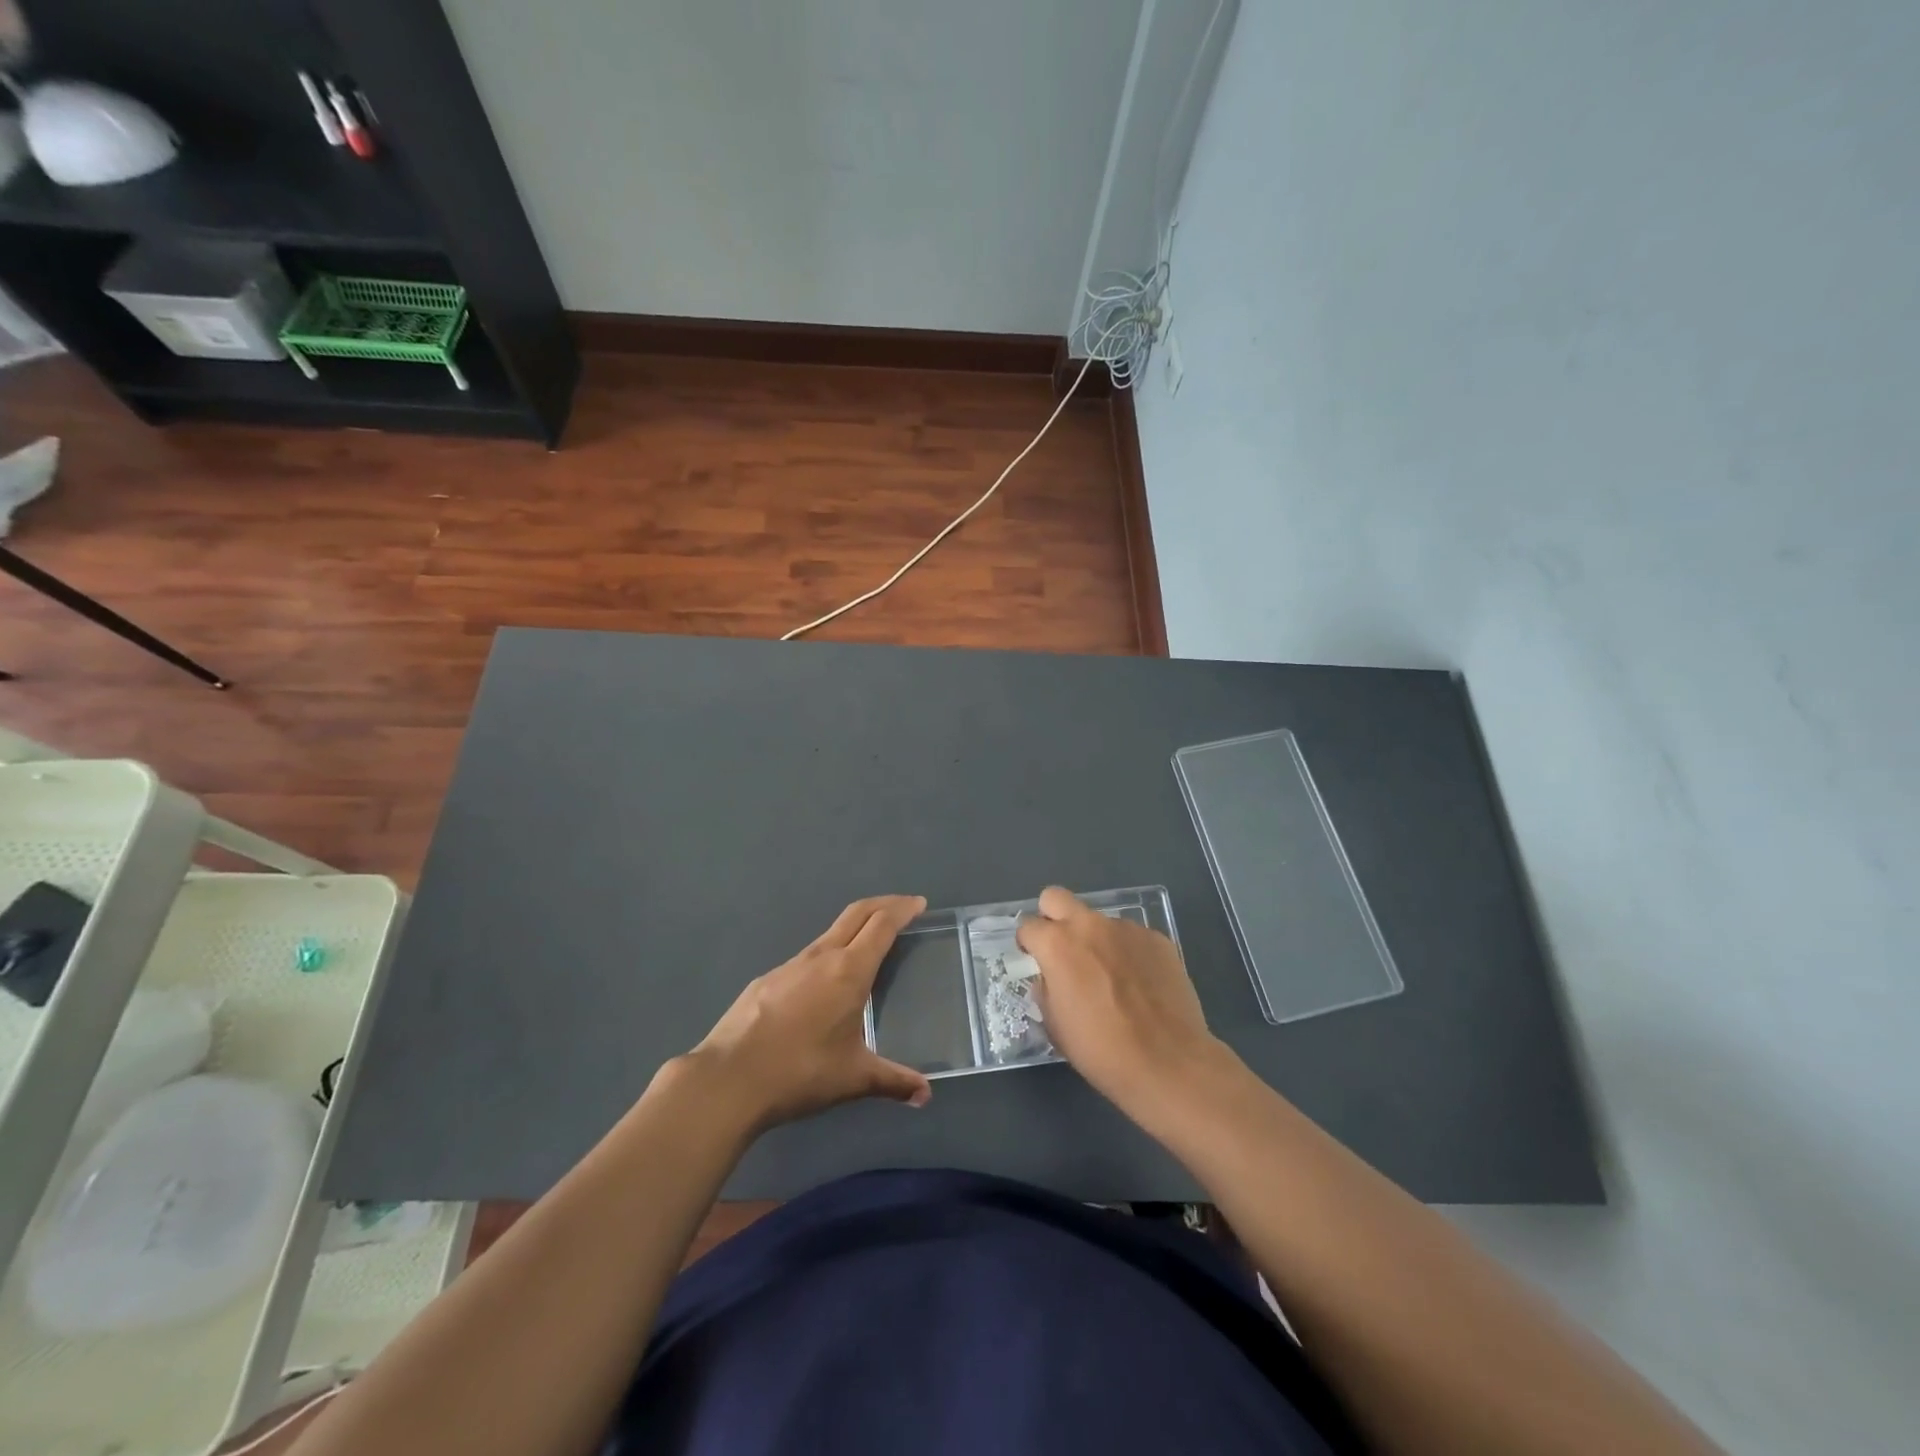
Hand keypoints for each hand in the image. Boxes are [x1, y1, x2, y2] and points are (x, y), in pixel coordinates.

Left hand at [685, 895, 932, 1130]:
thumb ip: (893, 1081)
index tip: (919, 904)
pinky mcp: (766, 980)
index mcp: (849, 970)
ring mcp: (790, 965)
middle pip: (856, 913)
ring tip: (868, 948)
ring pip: (829, 934)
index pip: (882, 924)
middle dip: (883, 905)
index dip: (902, 909)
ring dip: (854, 929)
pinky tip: (824, 986)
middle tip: (903, 908)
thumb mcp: (854, 1078)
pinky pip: (807, 957)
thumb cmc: (800, 1072)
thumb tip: (925, 1095)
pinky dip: (827, 956)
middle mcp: (821, 956)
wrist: (728, 1080)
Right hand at [1016, 886, 1223, 1113]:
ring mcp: (1127, 928)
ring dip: (1096, 940)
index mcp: (1057, 944)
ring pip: (1099, 921)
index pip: (1028, 926)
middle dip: (1052, 918)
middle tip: (1062, 951)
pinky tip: (1139, 984)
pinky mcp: (1157, 939)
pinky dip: (1128, 953)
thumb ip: (1046, 990)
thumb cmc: (1101, 1050)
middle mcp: (1089, 925)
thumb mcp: (1055, 1025)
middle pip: (1056, 897)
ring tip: (1111, 978)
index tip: (1035, 962)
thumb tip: (1051, 978)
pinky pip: (1131, 937)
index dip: (1028, 944)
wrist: (1167, 1062)